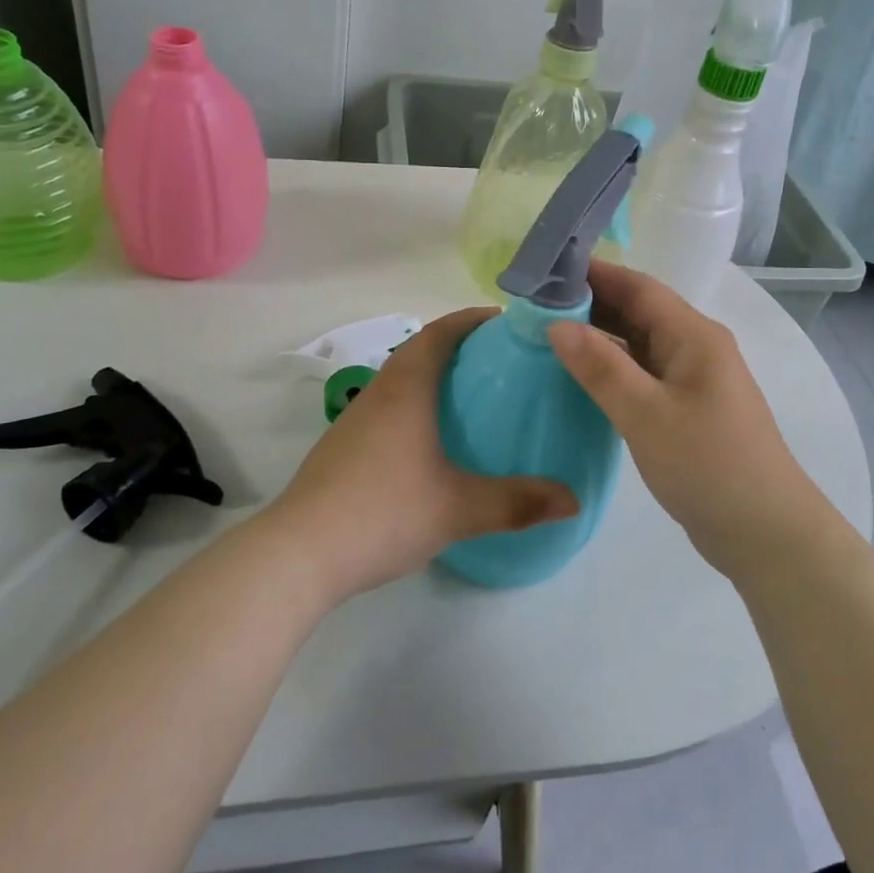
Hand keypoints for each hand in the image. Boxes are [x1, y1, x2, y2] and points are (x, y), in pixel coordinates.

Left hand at [268, 308, 579, 601]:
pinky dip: (418, 402)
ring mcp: (357, 417)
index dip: (474, 319)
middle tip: (504, 362)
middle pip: (421, 348)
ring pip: (402, 377)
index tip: (509, 323)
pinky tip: (434, 440)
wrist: (299, 553)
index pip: (442, 331)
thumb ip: (517, 502)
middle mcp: (380, 391)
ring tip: (476, 396)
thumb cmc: (383, 512)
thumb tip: (573, 500)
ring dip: (436, 374)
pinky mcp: (345, 445)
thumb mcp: (458, 509)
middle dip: (461, 345)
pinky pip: (390, 404)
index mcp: (407, 387)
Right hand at [548, 260, 823, 572]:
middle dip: (590, 302)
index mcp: (694, 336)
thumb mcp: (647, 415)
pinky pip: (642, 372)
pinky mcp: (686, 407)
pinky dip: (610, 366)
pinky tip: (579, 375)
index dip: (594, 273)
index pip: (638, 287)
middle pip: (638, 310)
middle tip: (534, 304)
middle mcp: (695, 347)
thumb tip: (556, 324)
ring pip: (638, 342)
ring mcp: (692, 379)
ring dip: (598, 335)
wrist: (766, 535)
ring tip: (546, 334)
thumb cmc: (709, 466)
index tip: (545, 271)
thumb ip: (601, 367)